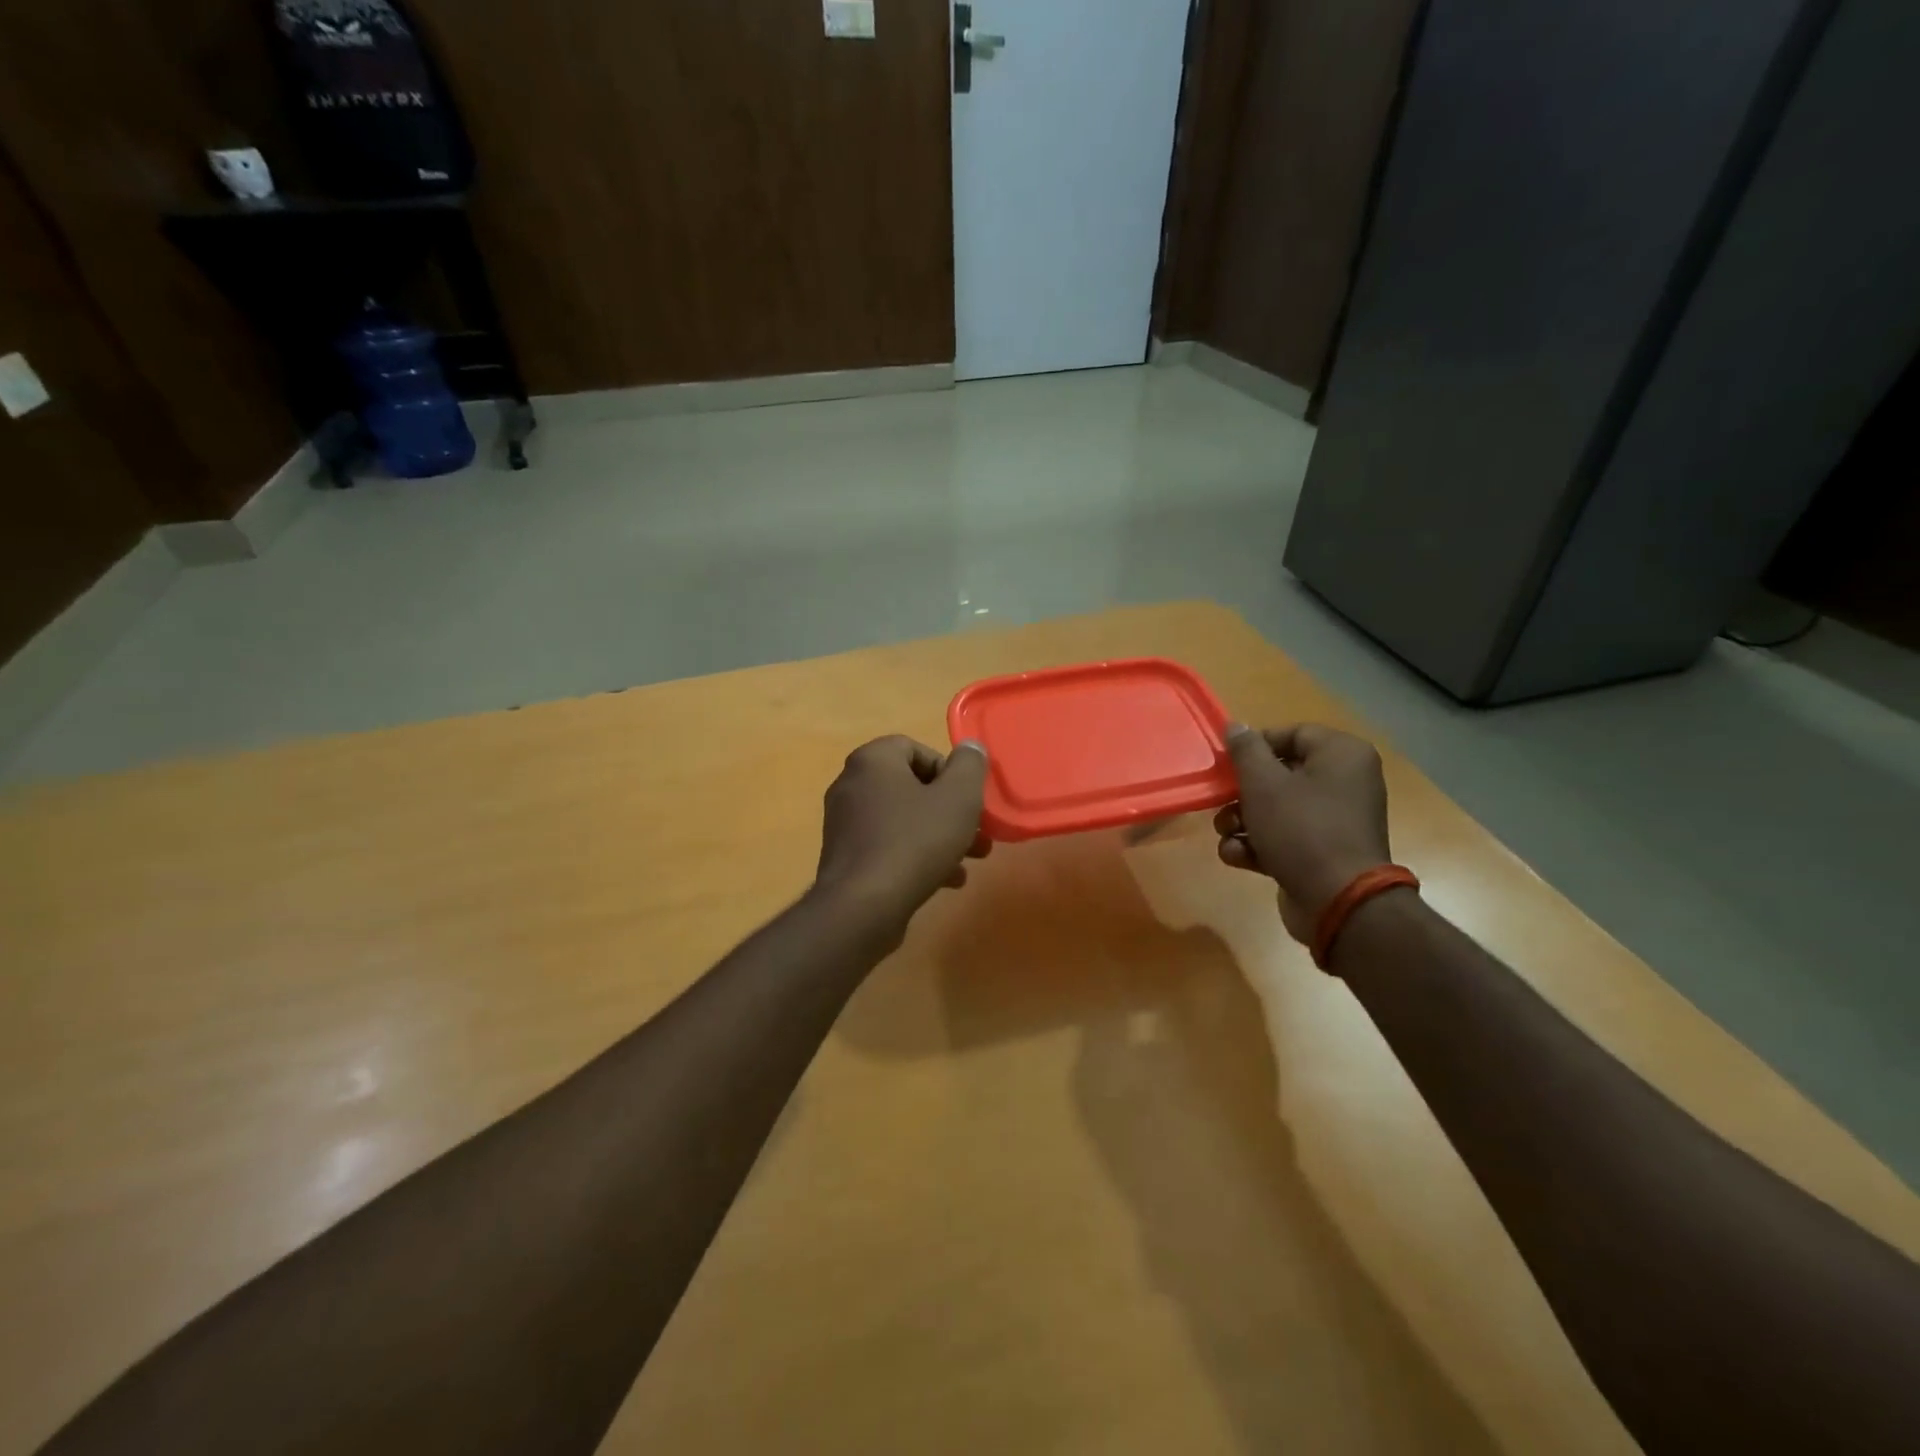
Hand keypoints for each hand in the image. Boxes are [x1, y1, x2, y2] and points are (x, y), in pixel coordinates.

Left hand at [814, 736, 991, 925]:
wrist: (862, 907)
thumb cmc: (914, 842)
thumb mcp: (957, 798)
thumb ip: (969, 766)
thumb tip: (970, 747)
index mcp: (872, 760)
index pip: (914, 749)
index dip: (948, 771)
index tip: (968, 799)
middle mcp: (851, 784)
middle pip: (911, 787)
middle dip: (950, 810)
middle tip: (978, 833)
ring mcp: (844, 823)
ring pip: (903, 820)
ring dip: (939, 836)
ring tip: (970, 861)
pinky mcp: (846, 858)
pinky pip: (887, 846)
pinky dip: (915, 856)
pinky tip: (944, 881)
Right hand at [1214, 723, 1391, 943]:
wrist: (1338, 902)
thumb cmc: (1301, 829)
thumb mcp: (1264, 784)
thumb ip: (1246, 751)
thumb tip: (1237, 726)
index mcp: (1342, 755)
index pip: (1292, 734)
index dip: (1255, 746)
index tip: (1226, 762)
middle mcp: (1345, 783)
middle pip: (1280, 774)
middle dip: (1242, 793)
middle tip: (1220, 802)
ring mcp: (1335, 821)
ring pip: (1276, 809)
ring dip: (1243, 822)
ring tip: (1227, 834)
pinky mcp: (1322, 853)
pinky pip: (1284, 838)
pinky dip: (1259, 846)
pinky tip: (1239, 856)